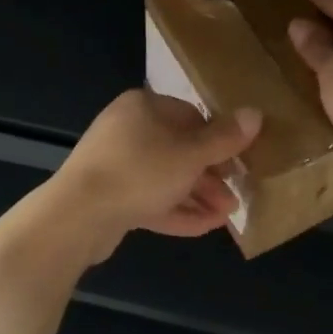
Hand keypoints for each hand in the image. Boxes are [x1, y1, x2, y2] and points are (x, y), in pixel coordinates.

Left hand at [54, 89, 262, 251]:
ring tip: (227, 215)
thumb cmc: (140, 171)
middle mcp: (127, 129)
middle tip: (236, 195)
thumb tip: (256, 113)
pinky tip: (205, 227)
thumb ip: (224, 138)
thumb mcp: (190, 154)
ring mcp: (115, 164)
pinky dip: (176, 210)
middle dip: (210, 175)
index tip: (240, 161)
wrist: (76, 215)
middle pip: (179, 149)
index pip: (190, 115)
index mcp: (143, 107)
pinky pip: (150, 199)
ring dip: (198, 196)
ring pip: (166, 177)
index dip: (218, 139)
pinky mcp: (110, 196)